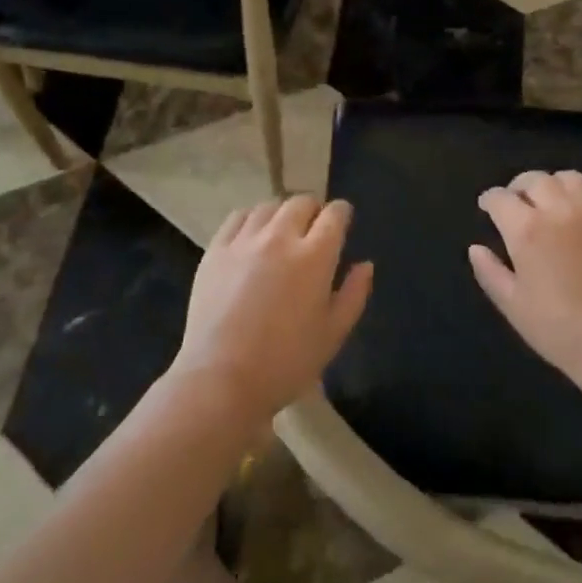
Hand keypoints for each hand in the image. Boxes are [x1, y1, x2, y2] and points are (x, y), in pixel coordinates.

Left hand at [171, 196, 372, 429]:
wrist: (220, 380)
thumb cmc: (285, 363)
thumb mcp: (333, 335)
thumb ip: (354, 294)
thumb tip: (365, 264)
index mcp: (315, 256)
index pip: (334, 214)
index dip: (341, 214)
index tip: (342, 223)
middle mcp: (280, 237)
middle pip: (302, 202)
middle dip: (314, 210)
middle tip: (313, 230)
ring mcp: (245, 240)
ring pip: (269, 206)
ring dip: (282, 214)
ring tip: (282, 232)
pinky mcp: (216, 249)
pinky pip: (238, 217)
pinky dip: (252, 219)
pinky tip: (253, 236)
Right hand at [469, 170, 581, 393]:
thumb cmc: (560, 331)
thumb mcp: (513, 306)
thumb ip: (490, 272)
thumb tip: (475, 248)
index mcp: (528, 230)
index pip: (500, 198)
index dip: (489, 200)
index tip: (487, 207)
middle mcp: (561, 210)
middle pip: (535, 180)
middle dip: (519, 187)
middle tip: (517, 203)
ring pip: (570, 179)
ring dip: (554, 186)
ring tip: (551, 203)